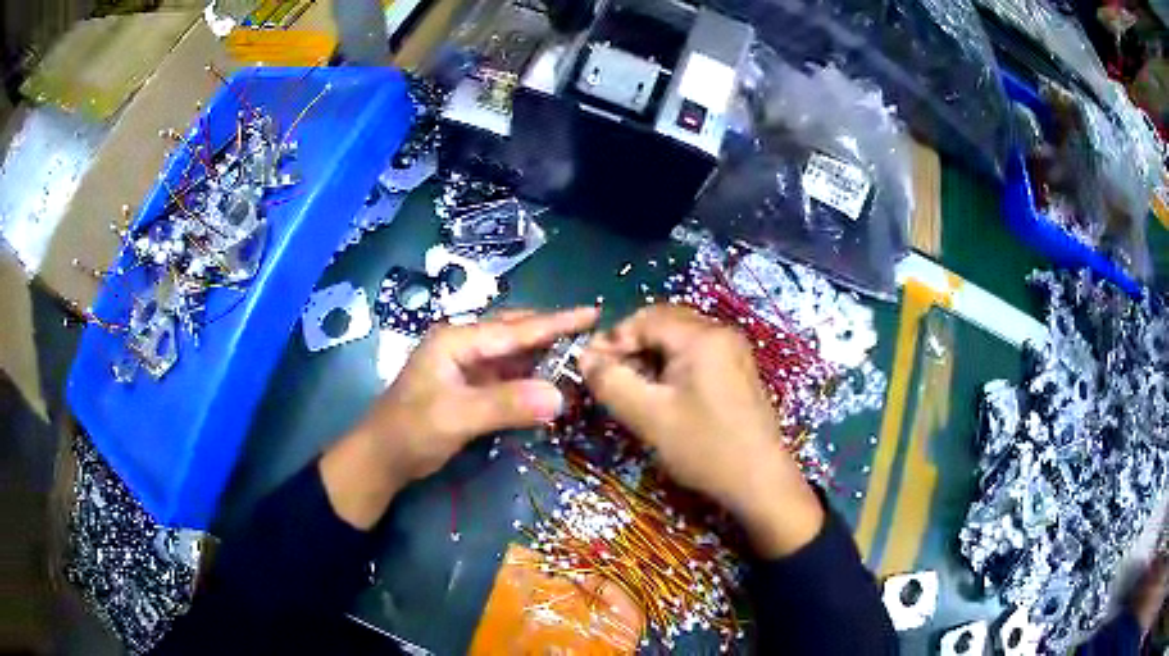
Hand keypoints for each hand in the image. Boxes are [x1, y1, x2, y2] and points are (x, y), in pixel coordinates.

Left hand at [322, 307, 598, 528]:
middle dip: (552, 333)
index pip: (515, 329)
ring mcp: (466, 368)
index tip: (592, 312)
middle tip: (591, 335)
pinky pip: (508, 377)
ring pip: (513, 355)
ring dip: (543, 357)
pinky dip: (530, 379)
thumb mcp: (455, 417)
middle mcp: (463, 346)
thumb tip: (560, 396)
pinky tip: (550, 385)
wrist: (381, 459)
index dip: (555, 322)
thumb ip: (505, 404)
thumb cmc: (410, 431)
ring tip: (579, 358)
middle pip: (515, 333)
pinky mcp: (469, 389)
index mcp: (456, 341)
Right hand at [578, 305, 822, 557]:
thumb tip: (584, 357)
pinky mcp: (738, 369)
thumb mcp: (649, 416)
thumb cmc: (704, 447)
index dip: (613, 339)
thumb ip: (611, 382)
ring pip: (679, 338)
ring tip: (631, 385)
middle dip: (631, 344)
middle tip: (608, 374)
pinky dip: (671, 364)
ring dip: (650, 354)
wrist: (760, 481)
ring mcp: (734, 350)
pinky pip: (696, 352)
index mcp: (702, 337)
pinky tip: (661, 392)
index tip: (589, 366)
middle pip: (664, 322)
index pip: (645, 319)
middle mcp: (721, 332)